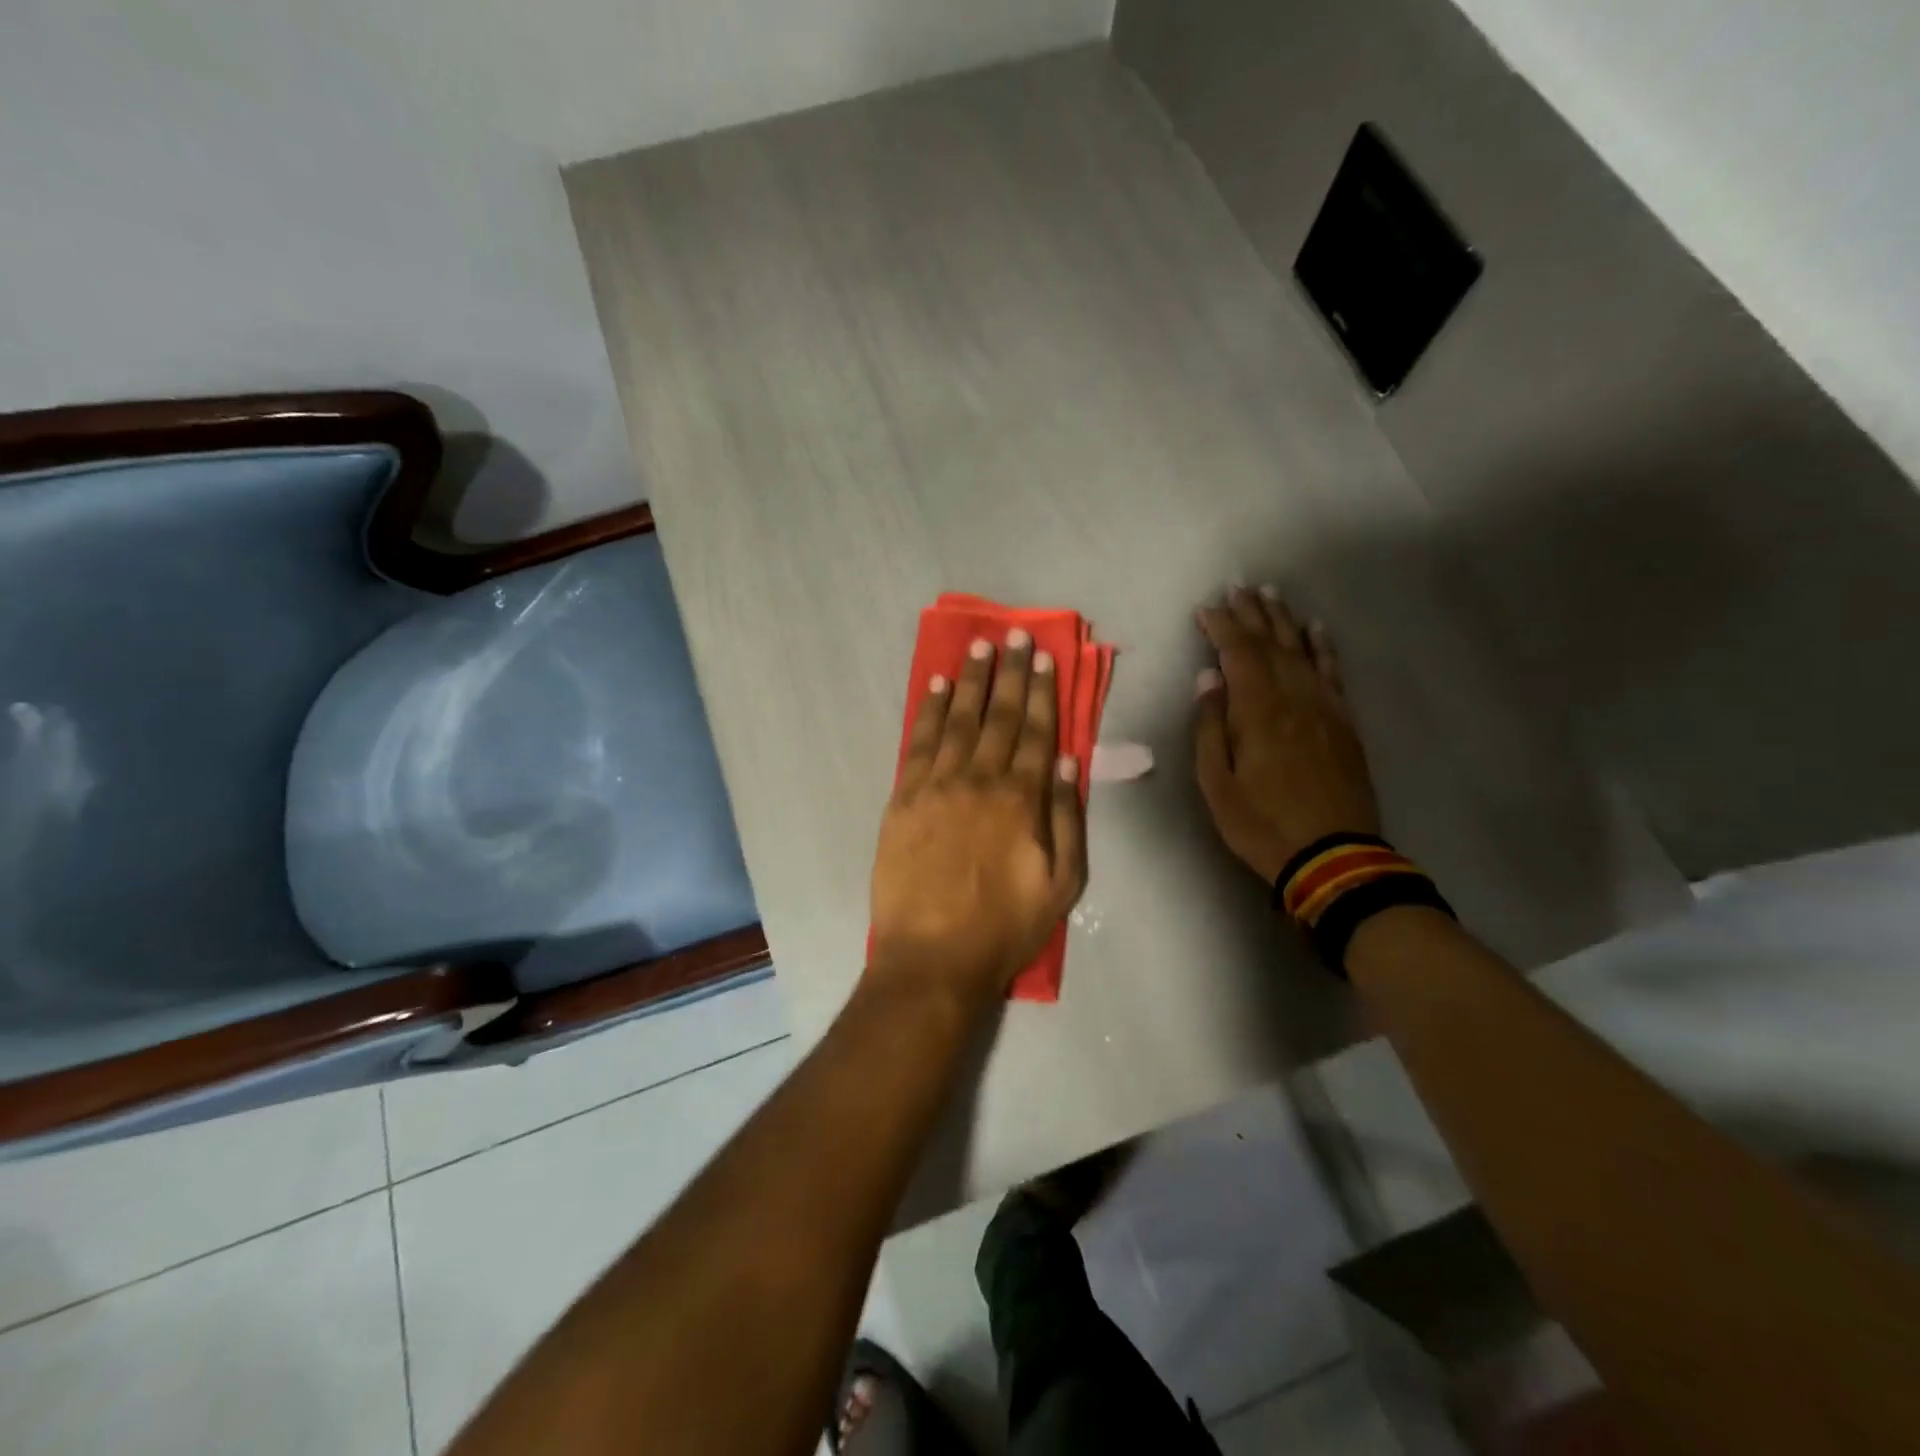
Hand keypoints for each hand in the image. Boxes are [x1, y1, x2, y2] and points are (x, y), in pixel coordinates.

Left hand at [870, 630, 1087, 1002]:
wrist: (933, 957)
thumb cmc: (1006, 926)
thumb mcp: (1063, 884)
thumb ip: (1067, 818)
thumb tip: (1068, 762)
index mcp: (1022, 800)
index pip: (1037, 731)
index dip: (1042, 691)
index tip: (1045, 656)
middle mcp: (981, 780)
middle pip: (999, 716)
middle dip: (1010, 673)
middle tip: (1015, 634)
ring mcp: (938, 786)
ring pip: (959, 720)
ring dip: (971, 681)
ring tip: (980, 648)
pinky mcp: (904, 798)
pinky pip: (919, 743)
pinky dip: (930, 711)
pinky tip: (938, 687)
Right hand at [1193, 587, 1379, 883]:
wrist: (1332, 856)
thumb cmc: (1261, 823)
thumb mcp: (1216, 784)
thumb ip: (1210, 728)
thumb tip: (1208, 680)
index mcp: (1258, 711)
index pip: (1238, 654)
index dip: (1222, 626)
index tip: (1206, 607)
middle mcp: (1294, 698)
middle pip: (1272, 644)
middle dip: (1253, 613)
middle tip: (1239, 587)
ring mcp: (1324, 708)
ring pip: (1303, 651)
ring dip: (1285, 620)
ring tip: (1272, 594)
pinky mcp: (1344, 723)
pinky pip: (1334, 673)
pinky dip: (1324, 647)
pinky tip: (1317, 630)